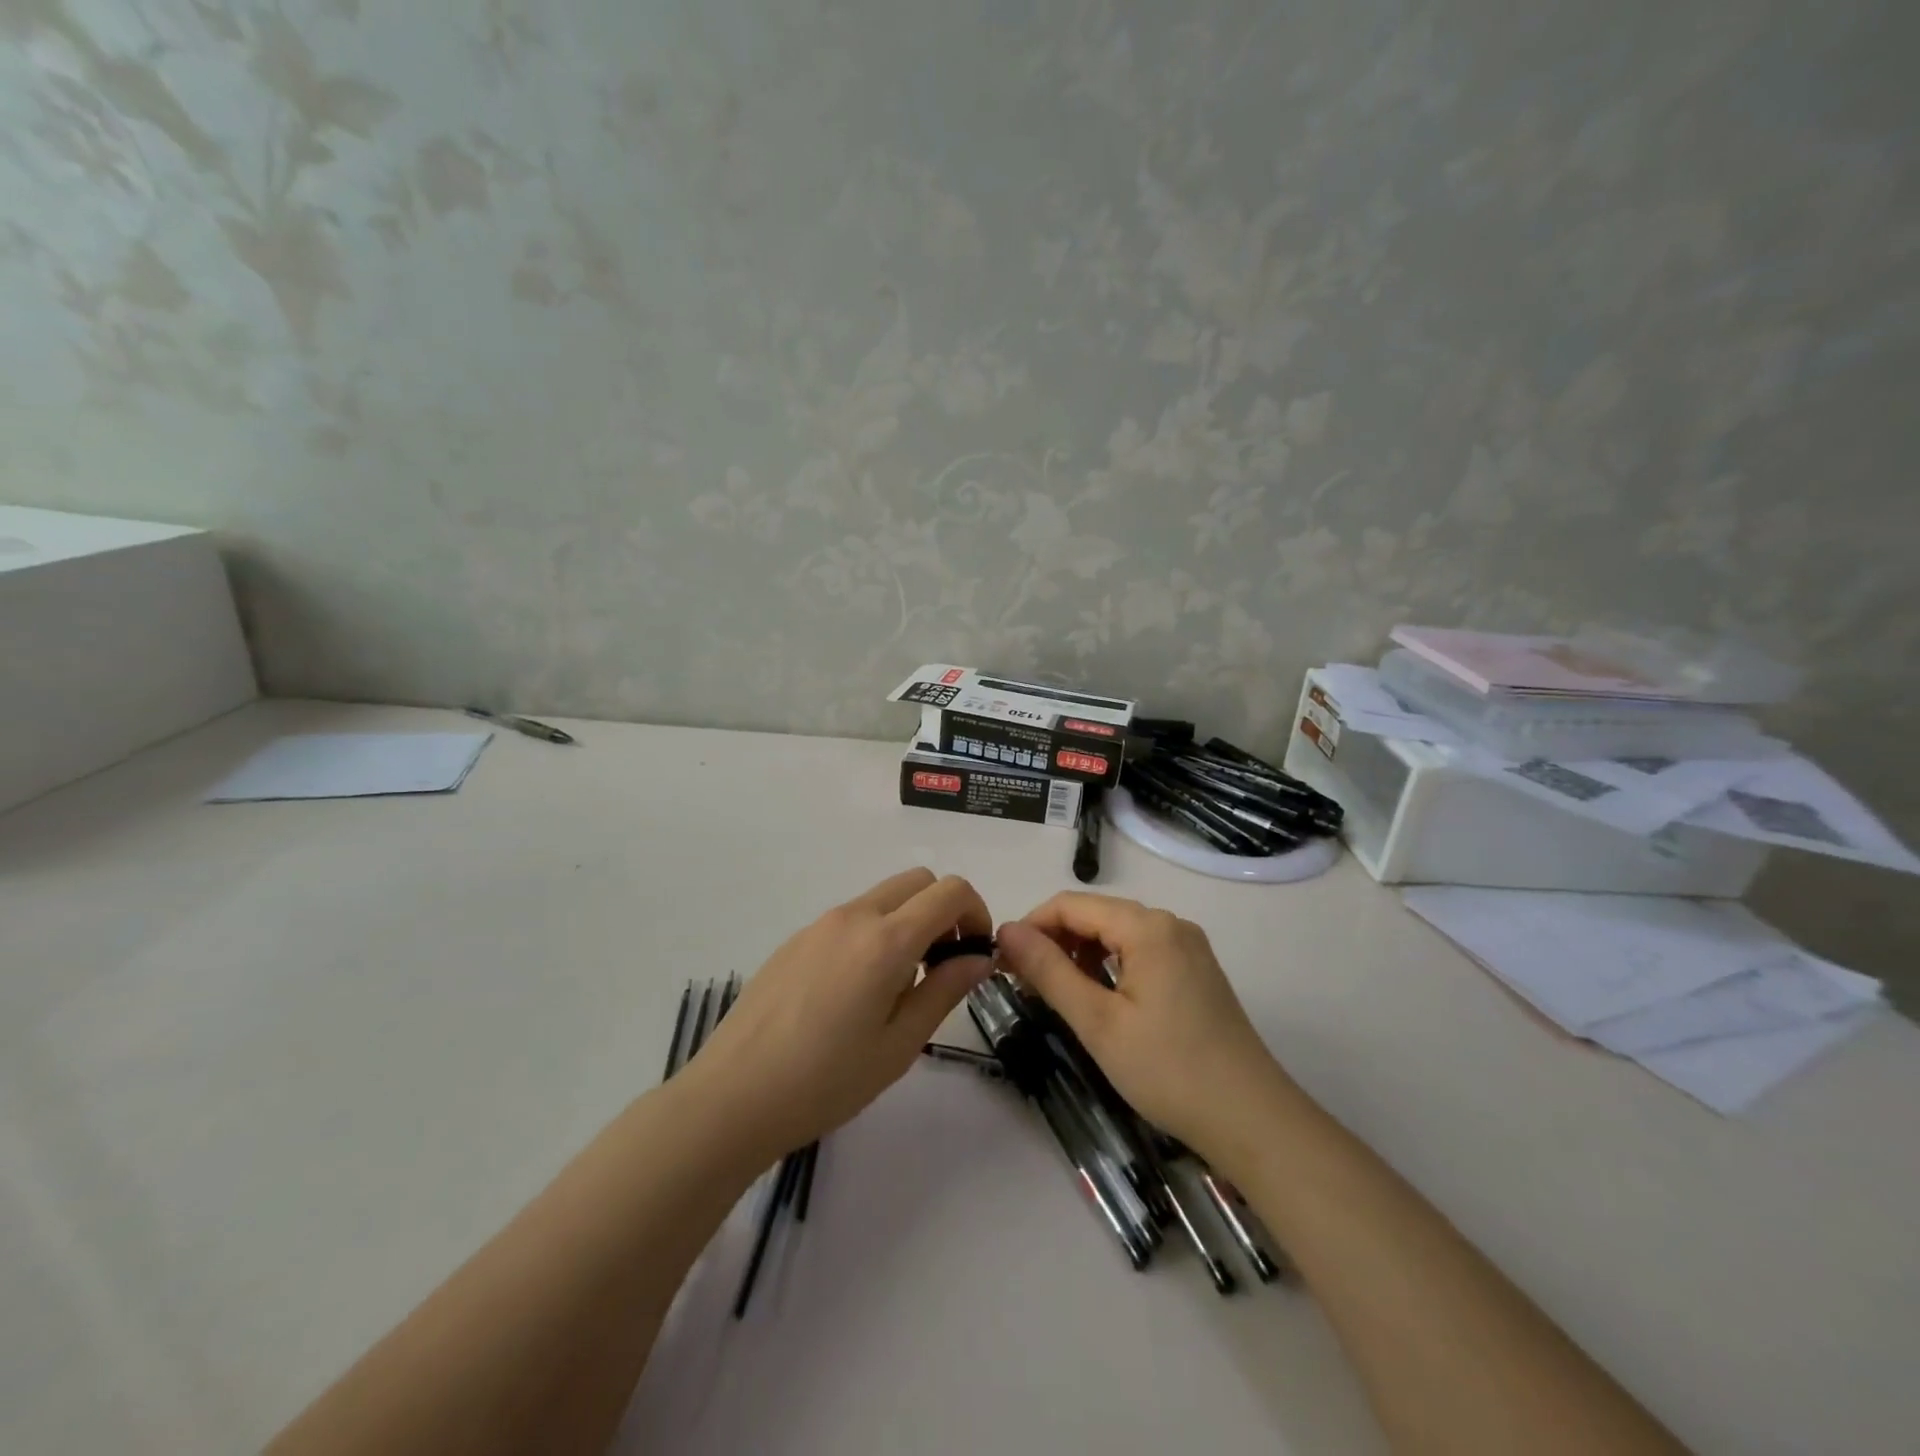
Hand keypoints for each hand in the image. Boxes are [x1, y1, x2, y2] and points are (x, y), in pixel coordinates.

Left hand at [685, 868, 995, 1159]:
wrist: (733, 1096)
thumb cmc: (826, 1080)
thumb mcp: (900, 1045)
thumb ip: (944, 990)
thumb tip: (979, 958)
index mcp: (886, 940)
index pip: (950, 891)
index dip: (976, 912)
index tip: (975, 953)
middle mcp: (854, 916)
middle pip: (918, 881)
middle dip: (944, 910)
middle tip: (942, 964)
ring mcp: (820, 924)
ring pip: (882, 898)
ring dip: (907, 922)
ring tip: (898, 986)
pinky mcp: (795, 939)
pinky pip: (850, 918)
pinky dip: (873, 933)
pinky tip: (854, 992)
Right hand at [994, 893, 1292, 1156]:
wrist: (1252, 1120)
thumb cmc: (1168, 1070)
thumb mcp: (1097, 1022)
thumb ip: (1049, 970)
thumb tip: (1006, 930)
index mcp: (1147, 926)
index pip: (1071, 904)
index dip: (1031, 927)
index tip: (1002, 963)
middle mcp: (1170, 924)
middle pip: (1096, 916)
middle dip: (1054, 942)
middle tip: (1023, 985)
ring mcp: (1188, 947)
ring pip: (1117, 935)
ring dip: (1080, 956)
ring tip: (1056, 996)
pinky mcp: (1196, 971)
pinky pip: (1140, 952)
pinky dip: (1110, 968)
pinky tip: (1098, 1001)